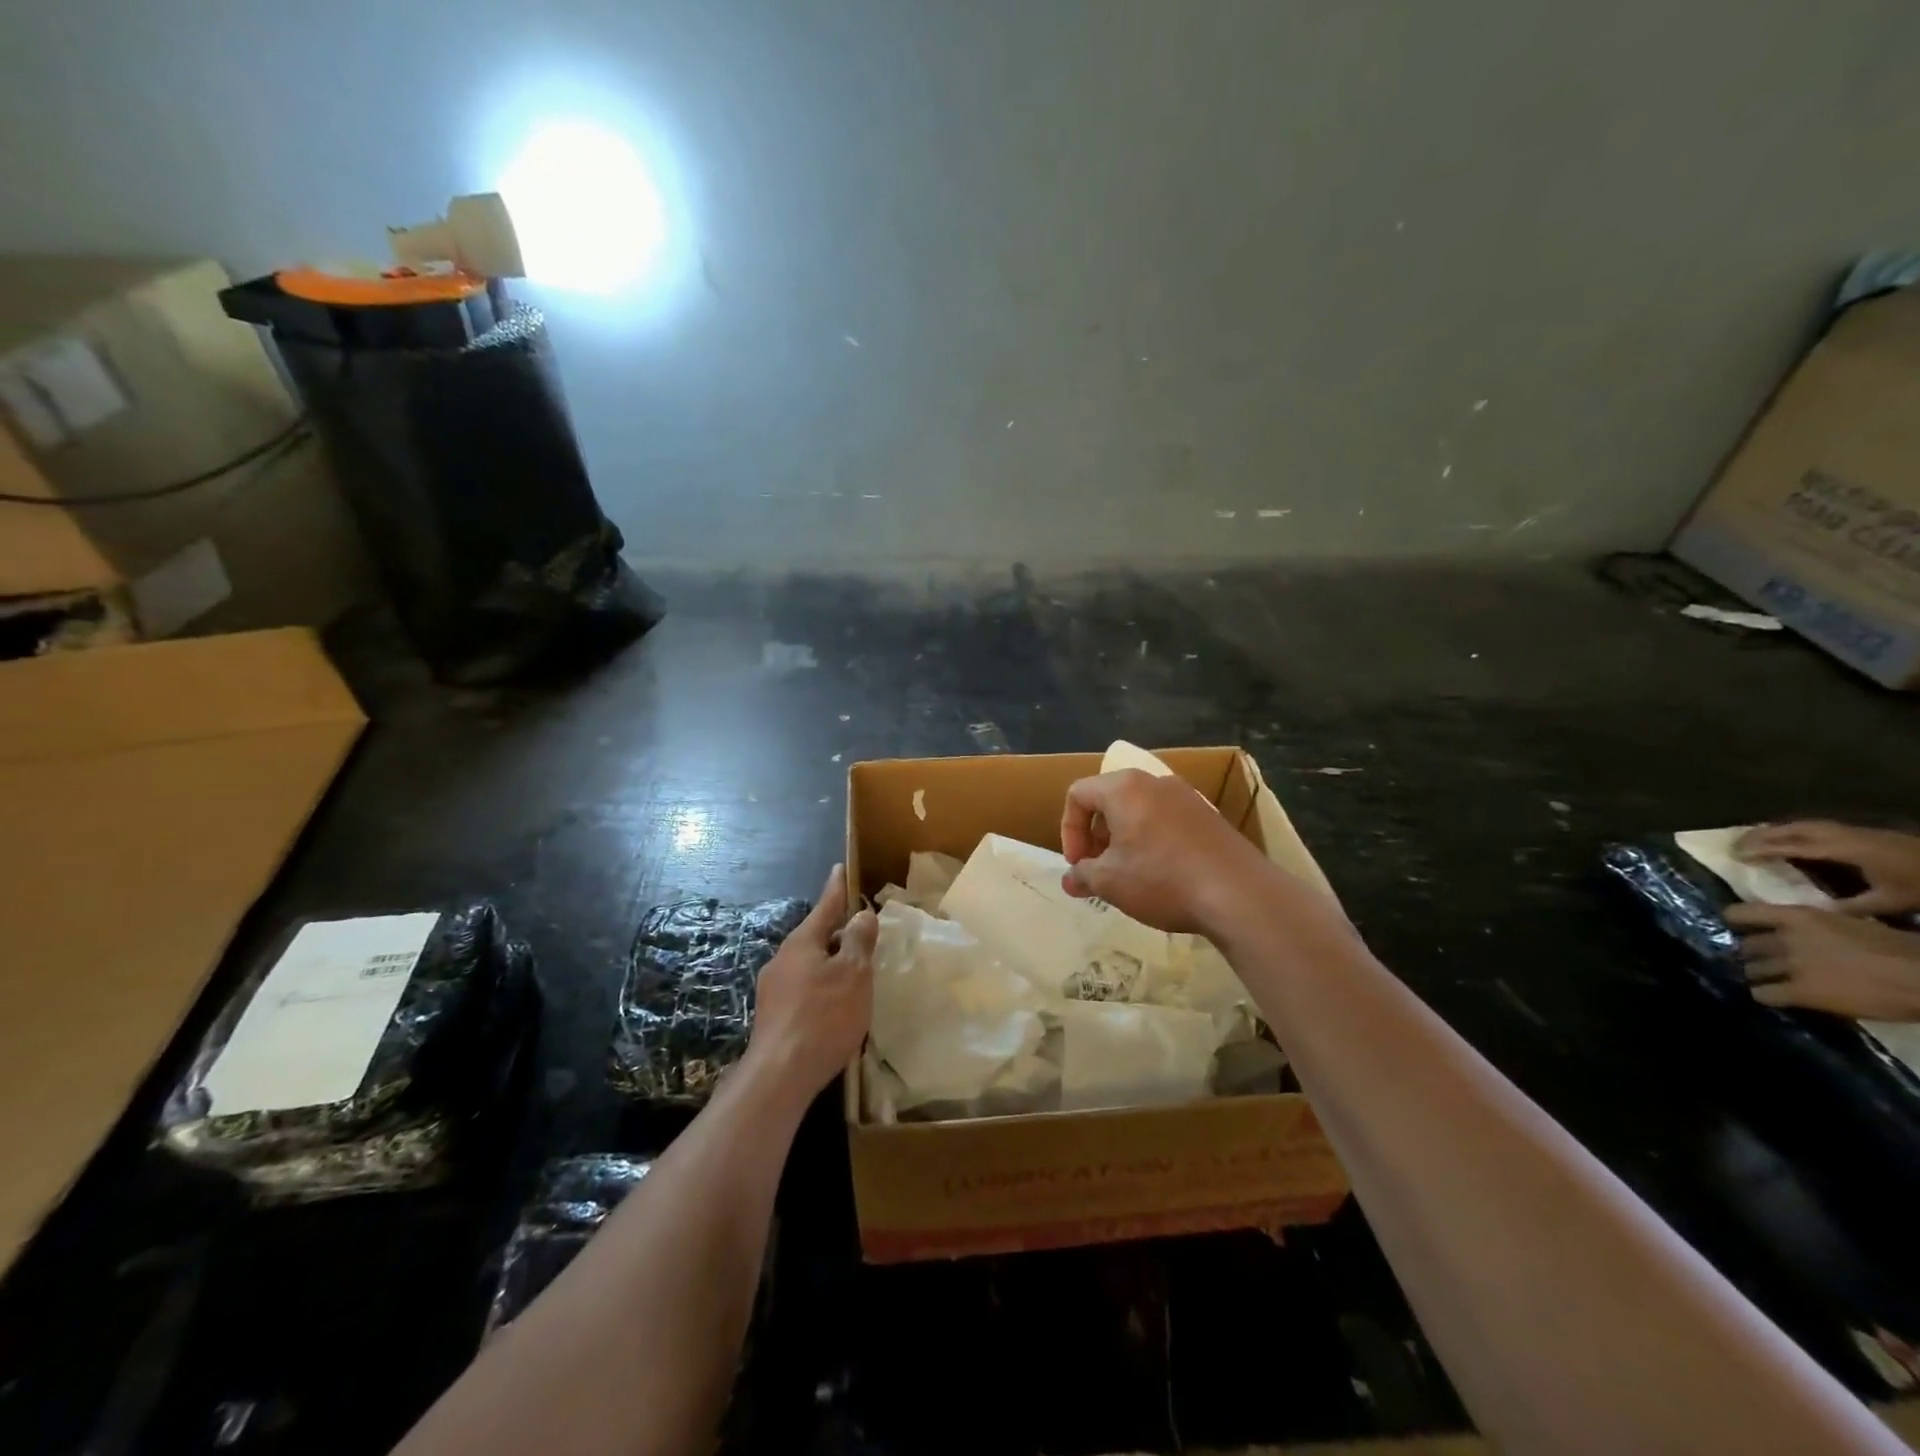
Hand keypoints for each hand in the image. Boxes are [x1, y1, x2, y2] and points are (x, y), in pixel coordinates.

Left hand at [745, 865, 877, 1098]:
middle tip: (861, 931)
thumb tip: (861, 914)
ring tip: (854, 973)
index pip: (825, 906)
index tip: (839, 868)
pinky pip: (803, 988)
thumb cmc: (823, 1017)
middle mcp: (783, 959)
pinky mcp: (772, 1016)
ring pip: (808, 964)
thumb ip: (858, 941)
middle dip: (837, 933)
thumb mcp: (853, 974)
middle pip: (815, 937)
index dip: (836, 888)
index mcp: (802, 943)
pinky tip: (834, 1006)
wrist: (780, 1075)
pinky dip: (821, 987)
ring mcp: (773, 989)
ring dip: (830, 963)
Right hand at [1058, 769, 1271, 934]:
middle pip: (1109, 799)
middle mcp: (1154, 782)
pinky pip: (1166, 820)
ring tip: (1129, 875)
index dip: (1069, 830)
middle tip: (1099, 869)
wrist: (1239, 893)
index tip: (1078, 863)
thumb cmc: (1161, 879)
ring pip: (1139, 810)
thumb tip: (1070, 879)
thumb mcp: (1110, 882)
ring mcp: (1186, 797)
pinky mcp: (1209, 816)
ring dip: (1124, 839)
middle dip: (1096, 835)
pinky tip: (1162, 875)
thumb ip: (1082, 875)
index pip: (1078, 794)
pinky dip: (1152, 841)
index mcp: (1124, 788)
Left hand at [1724, 902, 1919, 1018]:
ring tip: (1772, 980)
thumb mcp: (1849, 923)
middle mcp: (1785, 939)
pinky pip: (1764, 994)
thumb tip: (1796, 928)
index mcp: (1798, 917)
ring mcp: (1791, 966)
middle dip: (1754, 955)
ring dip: (1760, 975)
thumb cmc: (1900, 948)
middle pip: (1746, 946)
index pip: (1739, 913)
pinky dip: (1766, 996)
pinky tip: (1777, 997)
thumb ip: (1815, 926)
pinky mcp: (1802, 993)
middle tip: (1766, 962)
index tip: (1739, 929)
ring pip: (1752, 970)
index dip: (1736, 923)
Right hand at [1735, 821, 1919, 916]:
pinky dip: (1795, 831)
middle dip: (1761, 836)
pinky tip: (1791, 841)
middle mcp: (1845, 835)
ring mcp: (1856, 831)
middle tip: (1734, 846)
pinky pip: (1818, 827)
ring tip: (1754, 840)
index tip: (1735, 855)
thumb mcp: (1890, 902)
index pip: (1793, 846)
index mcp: (1846, 850)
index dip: (1762, 849)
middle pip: (1793, 828)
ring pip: (1805, 824)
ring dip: (1776, 831)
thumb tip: (1809, 911)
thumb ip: (1848, 906)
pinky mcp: (1866, 833)